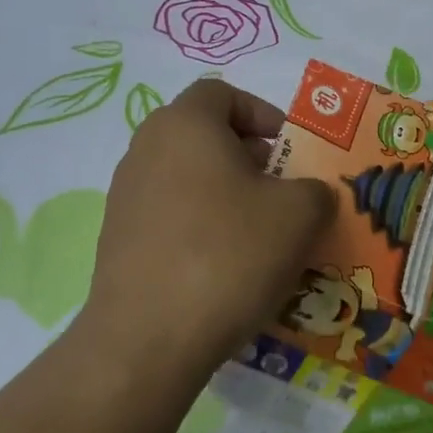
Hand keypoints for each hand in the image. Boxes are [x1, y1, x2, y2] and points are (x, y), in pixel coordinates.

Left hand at [79, 79, 332, 395]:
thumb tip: (307, 195)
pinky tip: (225, 269)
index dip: (262, 114)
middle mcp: (145, 149)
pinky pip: (171, 217)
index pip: (222, 93)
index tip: (290, 151)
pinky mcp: (117, 240)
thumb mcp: (300, 215)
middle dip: (250, 159)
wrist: (149, 338)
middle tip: (283, 194)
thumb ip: (315, 190)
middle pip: (204, 136)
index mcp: (185, 124)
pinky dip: (201, 228)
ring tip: (260, 237)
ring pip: (188, 179)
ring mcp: (125, 196)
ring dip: (227, 196)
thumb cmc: (229, 255)